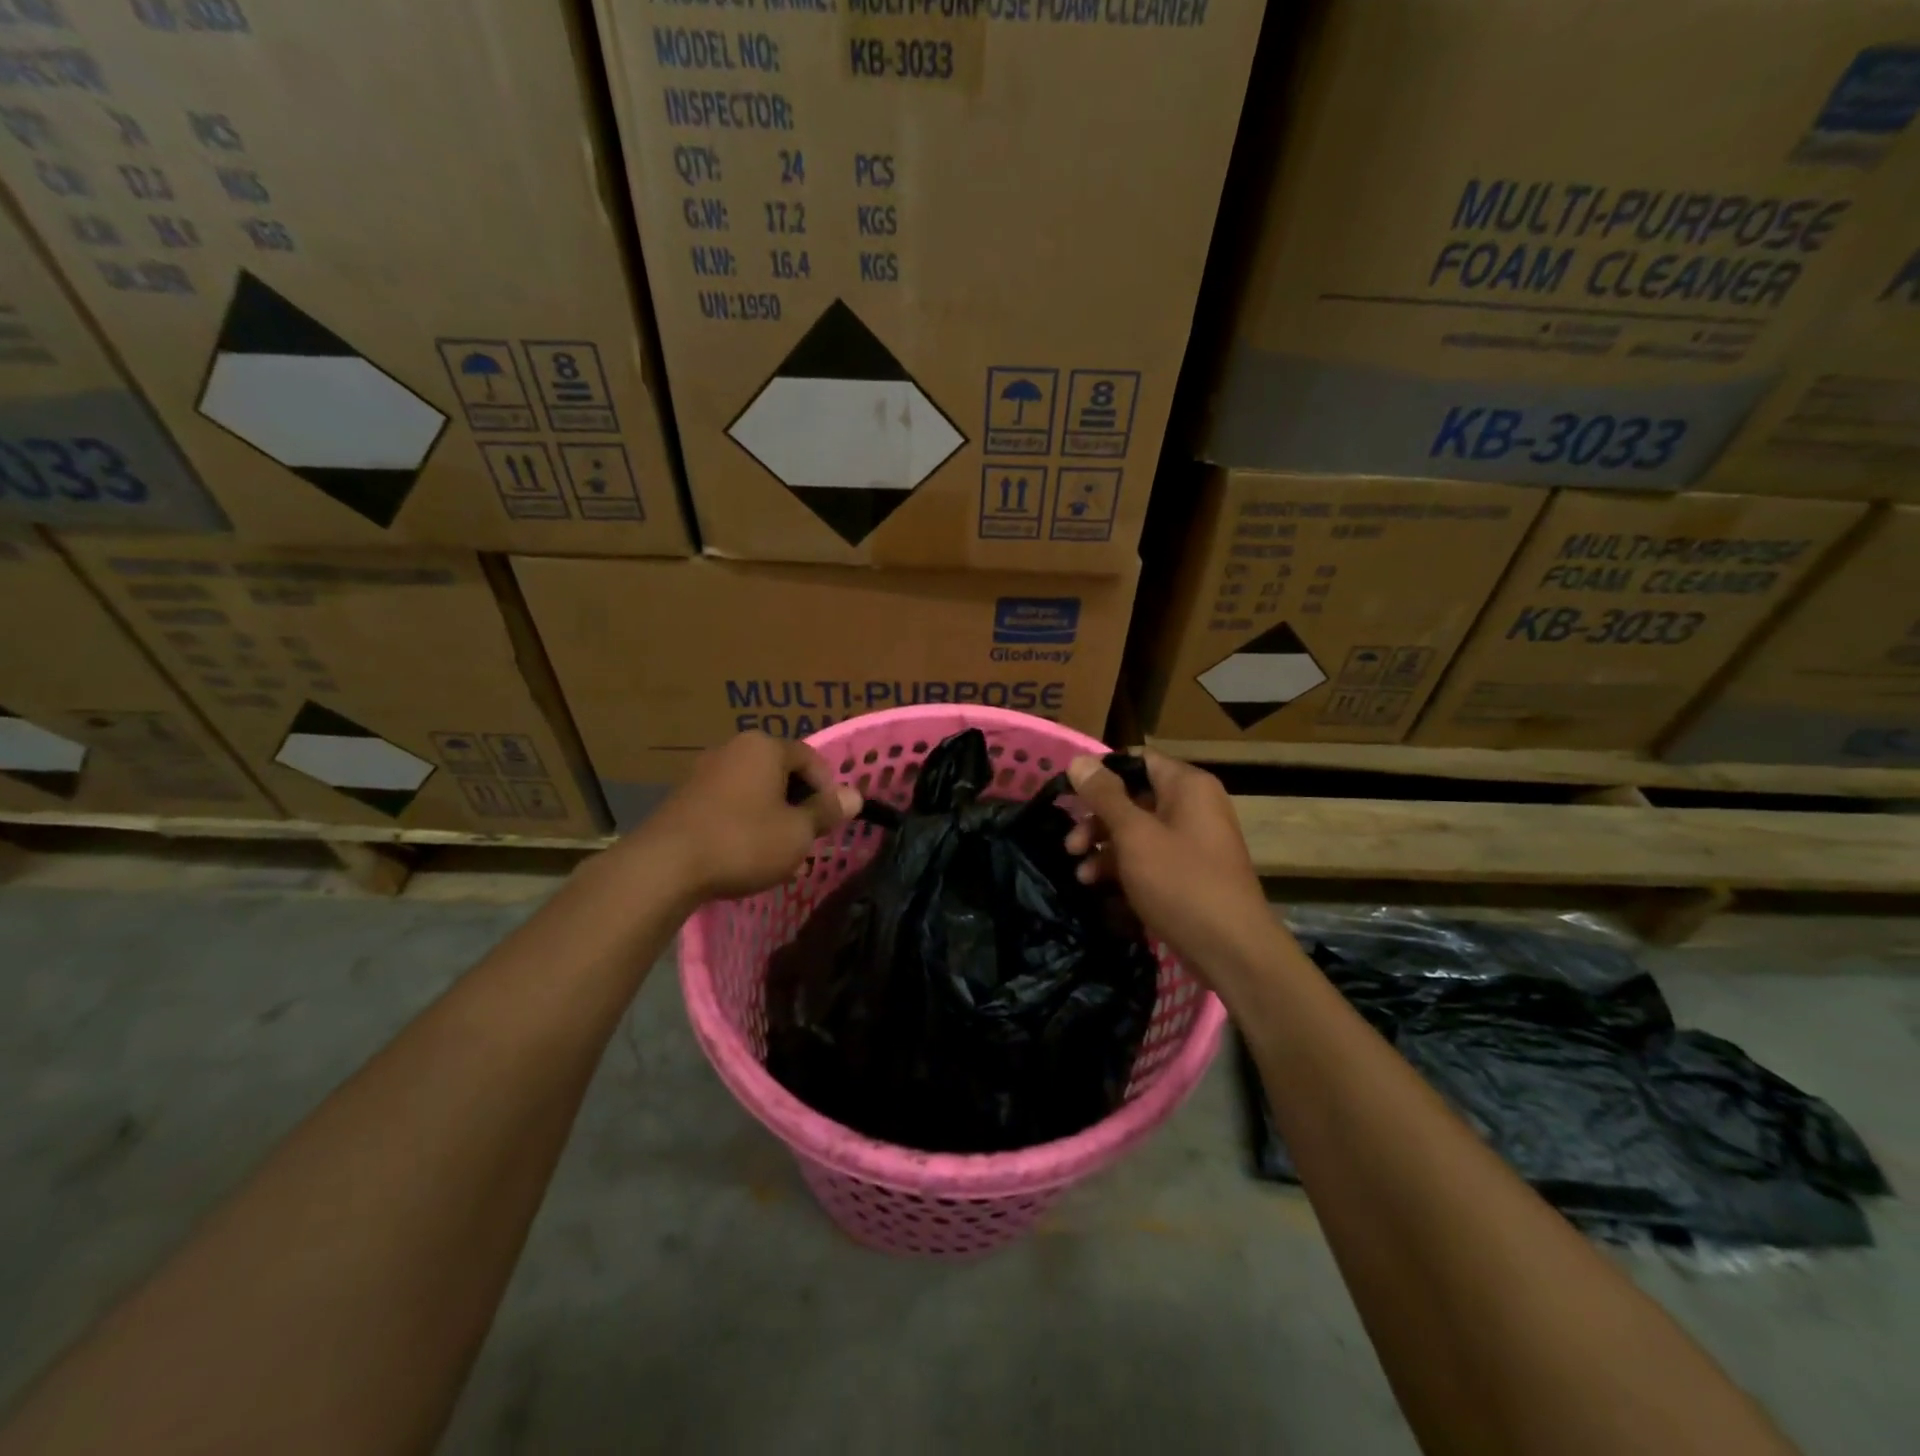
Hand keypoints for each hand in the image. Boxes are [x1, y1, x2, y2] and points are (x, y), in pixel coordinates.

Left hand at [636, 733, 860, 902]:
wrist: (664, 866)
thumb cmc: (743, 841)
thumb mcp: (797, 832)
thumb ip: (826, 812)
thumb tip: (854, 796)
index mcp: (764, 747)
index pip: (810, 758)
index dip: (827, 789)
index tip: (830, 821)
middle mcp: (733, 749)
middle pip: (781, 773)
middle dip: (799, 806)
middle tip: (808, 839)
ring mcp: (704, 773)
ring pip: (755, 792)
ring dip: (773, 818)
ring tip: (780, 855)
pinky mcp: (685, 799)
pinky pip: (729, 805)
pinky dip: (745, 825)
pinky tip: (747, 857)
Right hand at [1064, 749, 1277, 985]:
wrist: (1231, 950)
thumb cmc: (1181, 882)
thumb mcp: (1134, 835)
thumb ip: (1104, 796)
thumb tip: (1079, 760)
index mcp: (1187, 786)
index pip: (1137, 761)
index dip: (1100, 775)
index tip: (1069, 795)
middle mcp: (1193, 806)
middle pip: (1133, 797)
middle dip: (1097, 819)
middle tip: (1071, 845)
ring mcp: (1192, 841)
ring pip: (1137, 831)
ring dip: (1104, 847)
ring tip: (1081, 874)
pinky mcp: (1187, 872)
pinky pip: (1149, 857)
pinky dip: (1123, 867)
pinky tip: (1098, 887)